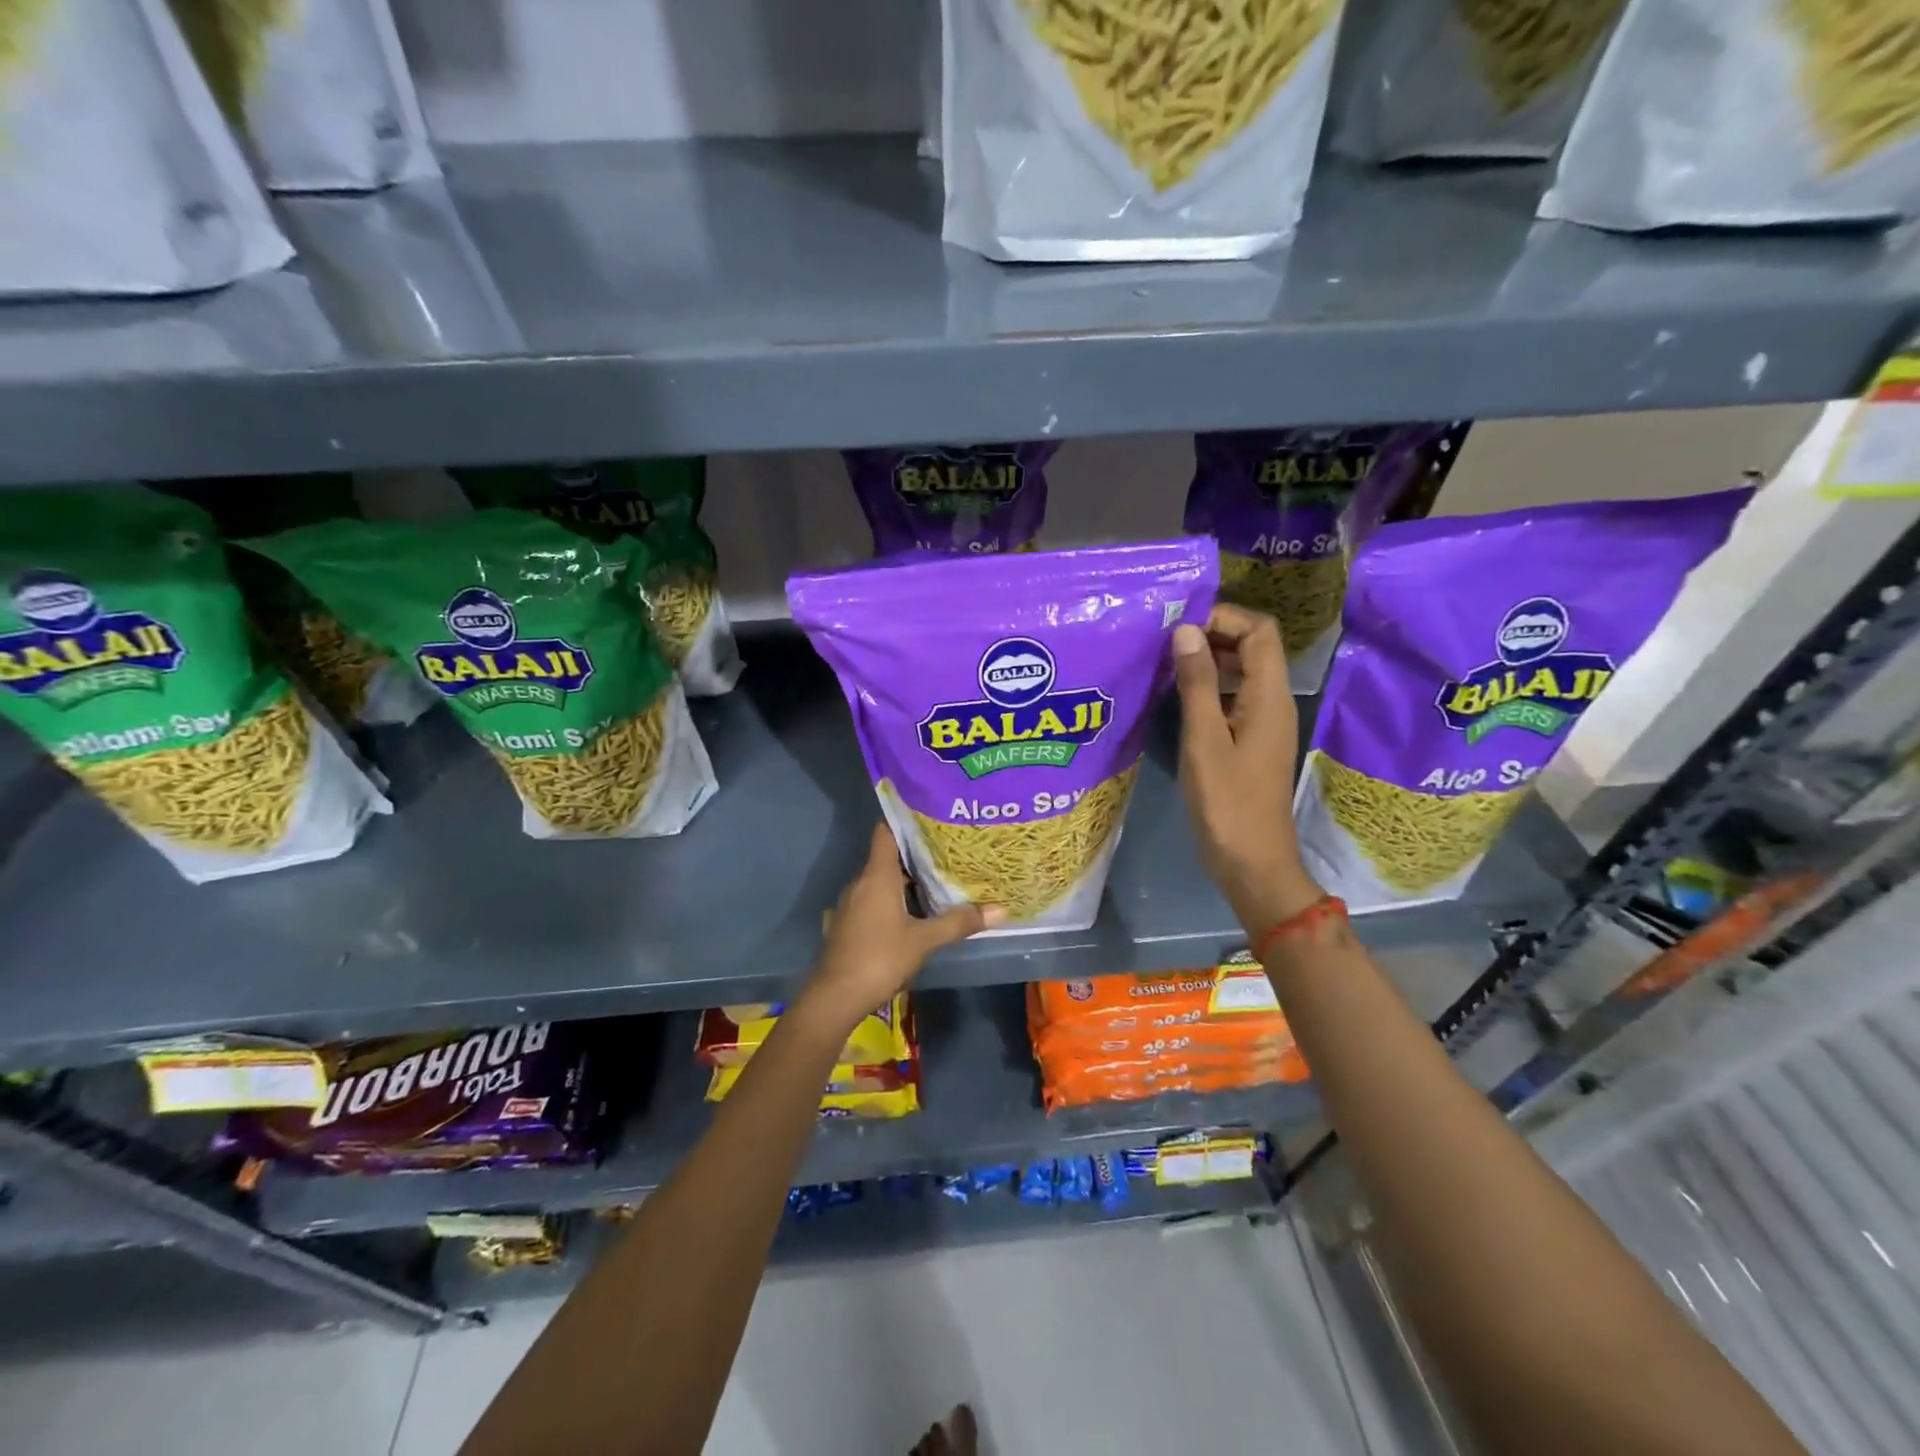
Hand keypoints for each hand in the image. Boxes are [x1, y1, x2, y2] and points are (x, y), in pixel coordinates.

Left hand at [802, 823, 1001, 1029]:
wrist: (835, 997)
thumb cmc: (880, 958)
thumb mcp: (925, 940)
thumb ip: (959, 922)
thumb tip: (1000, 909)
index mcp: (877, 876)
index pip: (886, 832)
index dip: (906, 820)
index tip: (931, 816)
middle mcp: (860, 882)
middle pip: (887, 856)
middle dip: (915, 853)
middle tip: (947, 851)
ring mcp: (850, 904)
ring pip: (879, 881)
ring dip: (904, 880)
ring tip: (935, 880)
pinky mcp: (847, 924)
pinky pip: (872, 900)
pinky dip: (890, 900)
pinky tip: (910, 913)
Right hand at [1172, 606, 1322, 931]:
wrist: (1252, 862)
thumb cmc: (1226, 803)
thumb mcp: (1204, 740)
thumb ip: (1197, 684)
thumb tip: (1186, 631)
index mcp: (1269, 696)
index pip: (1260, 630)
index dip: (1223, 617)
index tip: (1179, 625)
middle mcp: (1272, 702)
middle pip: (1253, 647)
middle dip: (1213, 633)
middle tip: (1165, 641)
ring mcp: (1263, 723)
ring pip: (1243, 672)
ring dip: (1209, 660)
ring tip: (1165, 663)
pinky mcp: (1249, 742)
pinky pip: (1234, 698)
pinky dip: (1209, 688)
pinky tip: (1176, 698)